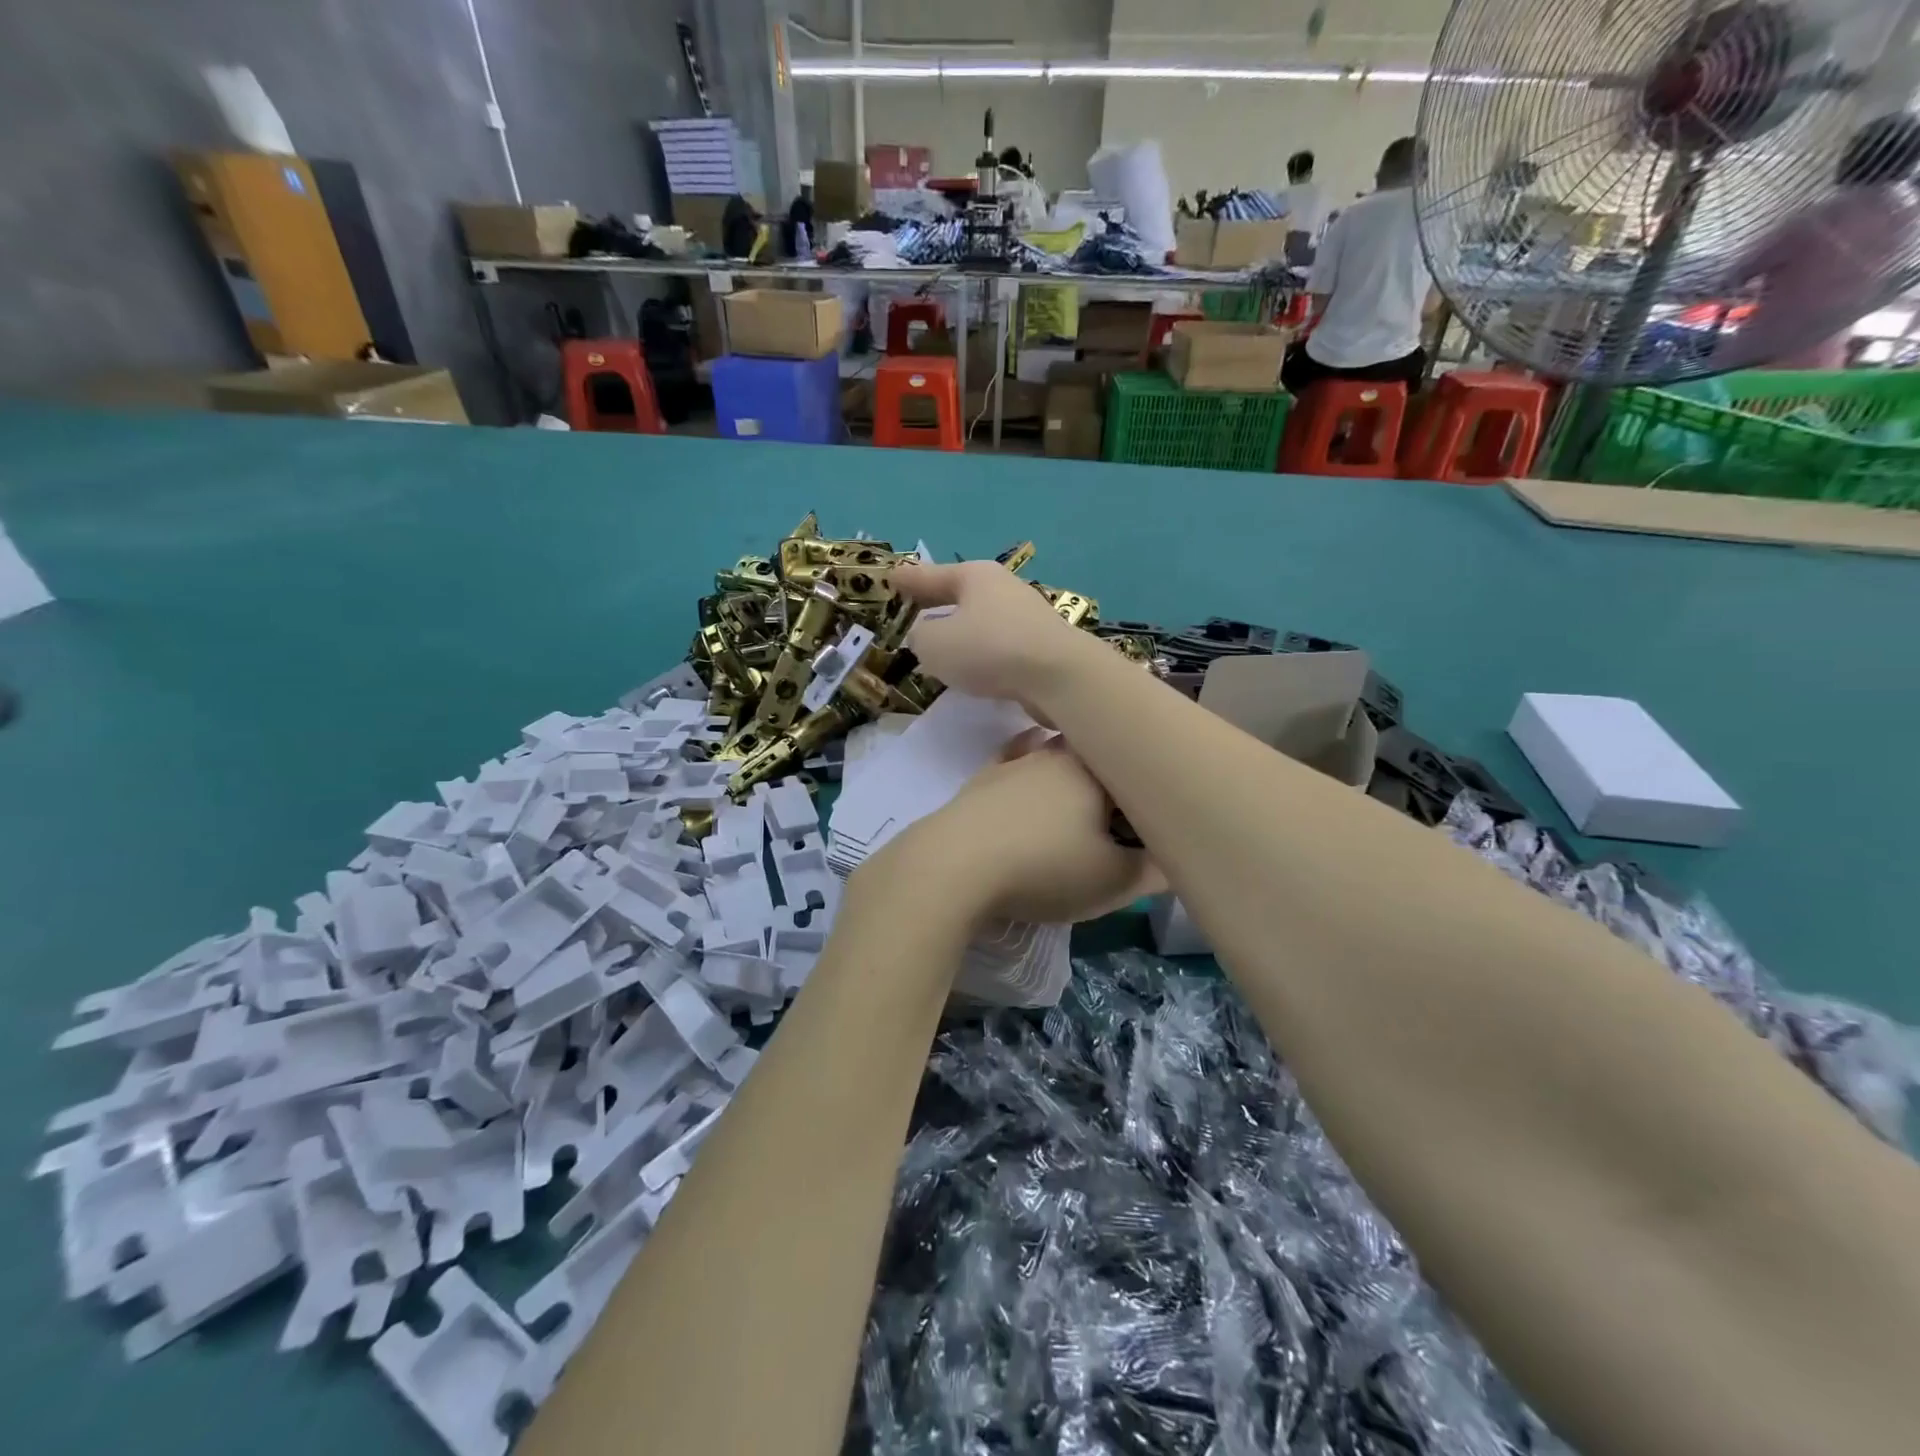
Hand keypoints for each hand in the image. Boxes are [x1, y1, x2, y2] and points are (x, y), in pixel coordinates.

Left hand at [867, 731, 1162, 925]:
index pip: (1135, 766)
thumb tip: (1175, 858)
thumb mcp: (1113, 882)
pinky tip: (1029, 778)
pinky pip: (1015, 764)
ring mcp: (1014, 761)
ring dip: (1071, 775)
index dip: (1149, 792)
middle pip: (1096, 758)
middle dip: (1112, 781)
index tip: (1154, 819)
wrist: (952, 867)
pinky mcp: (981, 779)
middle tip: (1120, 819)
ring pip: (1055, 757)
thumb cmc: (1044, 868)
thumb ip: (1153, 870)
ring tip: (1080, 805)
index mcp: (1095, 767)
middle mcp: (1055, 752)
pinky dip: (1029, 770)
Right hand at [893, 560, 1097, 707]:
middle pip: (961, 594)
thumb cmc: (989, 649)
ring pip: (981, 619)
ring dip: (961, 630)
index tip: (891, 577)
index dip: (908, 579)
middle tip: (914, 607)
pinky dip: (981, 651)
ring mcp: (1027, 616)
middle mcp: (1003, 588)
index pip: (931, 575)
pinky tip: (973, 667)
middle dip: (937, 602)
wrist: (1059, 676)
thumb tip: (926, 636)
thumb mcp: (935, 644)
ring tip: (940, 644)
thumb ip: (921, 637)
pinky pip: (998, 644)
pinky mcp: (1041, 646)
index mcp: (975, 576)